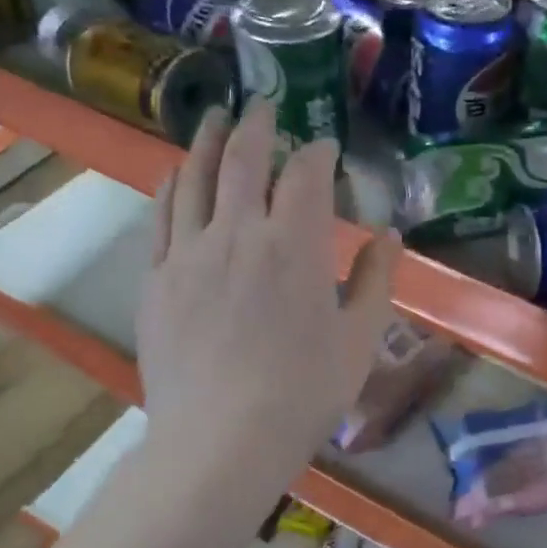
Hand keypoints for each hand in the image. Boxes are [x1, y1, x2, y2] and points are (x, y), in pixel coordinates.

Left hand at [135, 103, 400, 500]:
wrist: (221, 442)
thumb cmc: (304, 394)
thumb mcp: (359, 339)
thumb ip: (375, 279)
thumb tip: (389, 235)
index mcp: (294, 244)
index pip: (304, 174)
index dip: (316, 152)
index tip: (323, 148)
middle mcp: (237, 233)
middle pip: (243, 159)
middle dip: (258, 126)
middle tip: (265, 106)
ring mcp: (189, 254)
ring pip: (193, 177)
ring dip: (207, 141)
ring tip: (216, 118)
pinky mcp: (157, 279)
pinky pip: (160, 217)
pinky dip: (170, 185)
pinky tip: (174, 173)